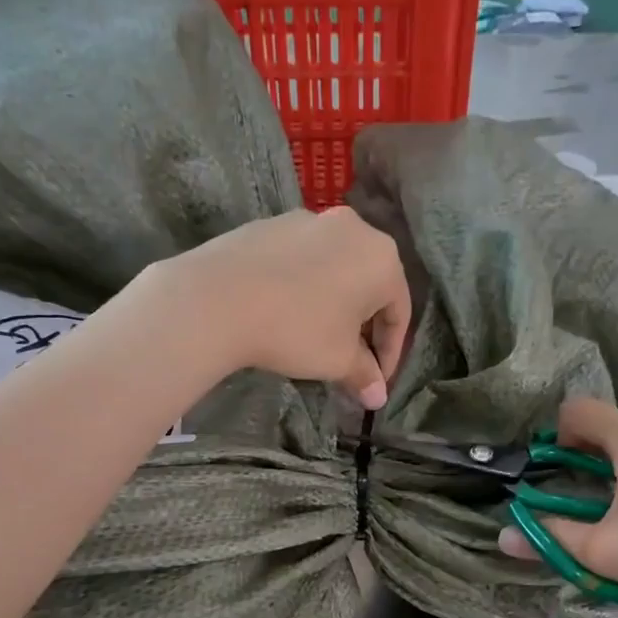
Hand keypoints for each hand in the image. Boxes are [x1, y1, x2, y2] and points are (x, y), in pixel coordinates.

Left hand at [148, 208, 411, 408]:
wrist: (218, 298)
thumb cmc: (296, 329)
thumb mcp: (337, 360)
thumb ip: (364, 375)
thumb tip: (377, 397)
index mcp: (382, 258)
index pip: (399, 312)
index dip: (391, 352)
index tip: (376, 381)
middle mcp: (353, 228)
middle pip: (369, 285)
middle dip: (363, 327)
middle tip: (351, 361)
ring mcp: (309, 219)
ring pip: (334, 269)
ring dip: (334, 305)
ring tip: (317, 337)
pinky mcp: (271, 224)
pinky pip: (301, 260)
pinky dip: (304, 287)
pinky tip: (285, 312)